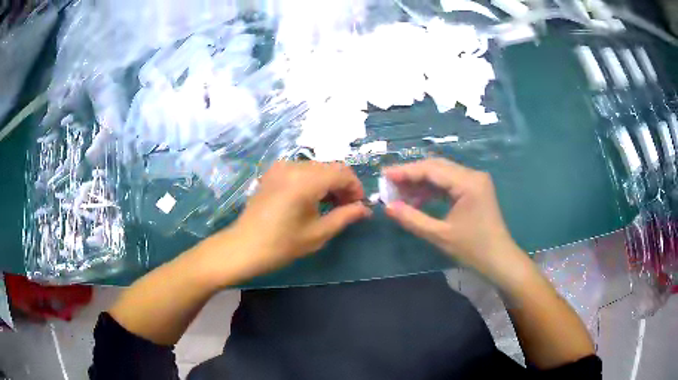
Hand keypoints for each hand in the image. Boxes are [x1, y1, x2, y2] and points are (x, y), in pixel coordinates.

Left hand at [205, 161, 371, 282]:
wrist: (244, 247)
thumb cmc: (281, 244)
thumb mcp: (318, 233)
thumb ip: (345, 216)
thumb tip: (364, 209)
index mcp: (305, 180)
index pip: (342, 172)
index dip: (355, 187)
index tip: (359, 206)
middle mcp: (294, 166)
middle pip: (330, 167)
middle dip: (343, 185)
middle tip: (347, 208)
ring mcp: (280, 167)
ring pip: (316, 168)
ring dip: (328, 183)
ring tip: (331, 206)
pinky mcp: (273, 173)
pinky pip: (301, 170)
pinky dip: (313, 181)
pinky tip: (312, 199)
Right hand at [383, 158, 520, 277]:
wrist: (499, 260)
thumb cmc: (473, 249)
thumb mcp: (439, 235)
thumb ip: (412, 219)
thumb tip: (388, 207)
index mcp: (468, 183)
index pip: (431, 169)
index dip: (406, 171)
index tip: (384, 175)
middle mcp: (472, 175)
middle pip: (436, 167)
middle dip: (412, 175)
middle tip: (390, 184)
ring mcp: (475, 181)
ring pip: (442, 174)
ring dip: (421, 182)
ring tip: (400, 193)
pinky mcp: (474, 189)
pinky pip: (449, 183)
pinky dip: (433, 189)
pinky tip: (418, 199)